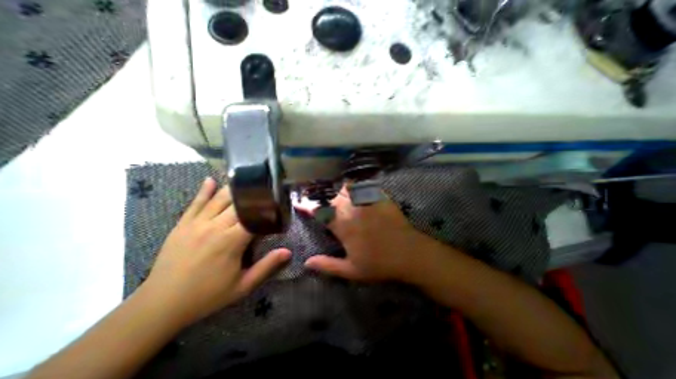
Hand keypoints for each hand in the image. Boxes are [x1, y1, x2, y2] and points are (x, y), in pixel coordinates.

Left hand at [144, 178, 291, 325]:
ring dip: (235, 189)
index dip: (267, 209)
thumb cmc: (207, 295)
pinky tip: (211, 180)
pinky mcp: (183, 224)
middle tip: (266, 190)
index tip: (277, 204)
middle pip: (239, 204)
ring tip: (247, 181)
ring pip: (220, 199)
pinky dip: (205, 191)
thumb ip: (267, 266)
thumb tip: (288, 251)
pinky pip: (196, 203)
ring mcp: (197, 223)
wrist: (160, 305)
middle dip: (254, 196)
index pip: (255, 216)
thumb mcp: (242, 286)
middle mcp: (215, 226)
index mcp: (231, 240)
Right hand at [296, 185, 438, 282]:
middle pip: (331, 198)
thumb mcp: (351, 271)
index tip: (300, 204)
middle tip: (320, 201)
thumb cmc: (380, 264)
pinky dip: (356, 187)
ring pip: (346, 188)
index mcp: (343, 226)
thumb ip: (328, 266)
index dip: (308, 207)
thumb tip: (306, 263)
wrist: (410, 253)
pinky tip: (355, 190)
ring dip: (339, 191)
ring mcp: (366, 201)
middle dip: (323, 198)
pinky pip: (363, 186)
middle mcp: (352, 209)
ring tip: (337, 195)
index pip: (320, 213)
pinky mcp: (379, 197)